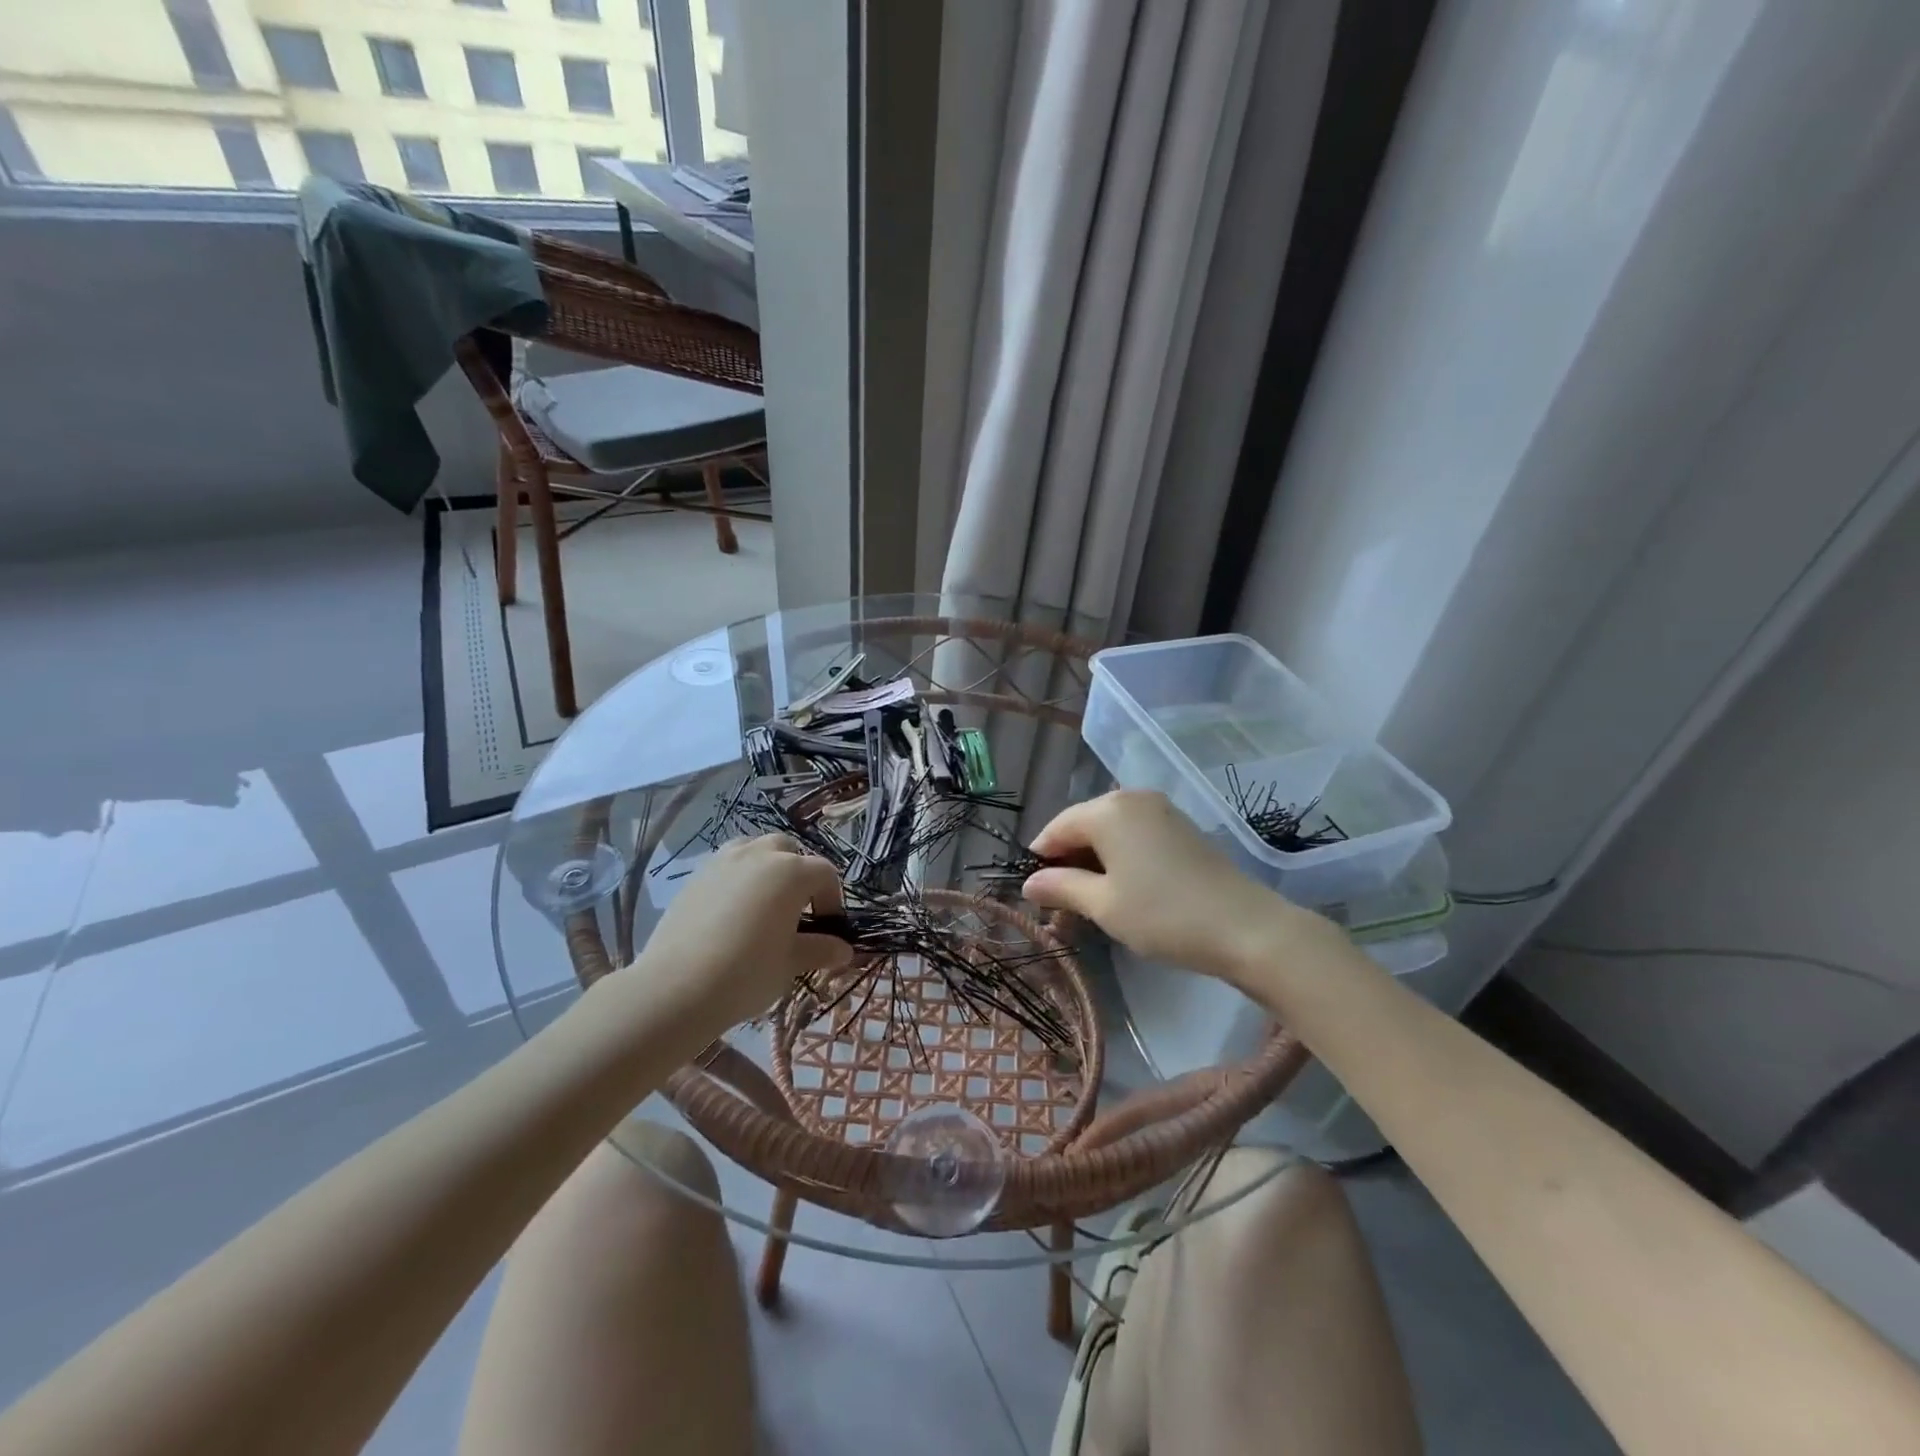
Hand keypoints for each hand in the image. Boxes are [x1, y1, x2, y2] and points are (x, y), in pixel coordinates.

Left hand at [635, 834, 852, 1038]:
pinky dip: (738, 879)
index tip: (828, 929)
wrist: (675, 988)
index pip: (825, 873)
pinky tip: (731, 913)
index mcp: (791, 872)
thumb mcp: (790, 964)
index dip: (832, 899)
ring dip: (766, 868)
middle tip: (796, 911)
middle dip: (798, 874)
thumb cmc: (747, 973)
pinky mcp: (695, 876)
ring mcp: (723, 861)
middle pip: (789, 851)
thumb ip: (820, 950)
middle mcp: (759, 855)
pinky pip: (727, 866)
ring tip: (763, 903)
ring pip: (754, 850)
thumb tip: (844, 949)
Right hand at [1023, 789, 1326, 985]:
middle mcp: (1131, 798)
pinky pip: (1135, 835)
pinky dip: (1120, 858)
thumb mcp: (1103, 905)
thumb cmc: (1163, 915)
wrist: (1246, 927)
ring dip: (1094, 862)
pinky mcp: (1181, 826)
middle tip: (1062, 906)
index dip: (1041, 860)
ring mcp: (1160, 810)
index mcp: (1107, 810)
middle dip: (1068, 862)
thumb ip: (1061, 887)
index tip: (1036, 895)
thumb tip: (1028, 883)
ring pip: (1110, 831)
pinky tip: (1124, 888)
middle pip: (1083, 825)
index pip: (1057, 828)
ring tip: (1091, 902)